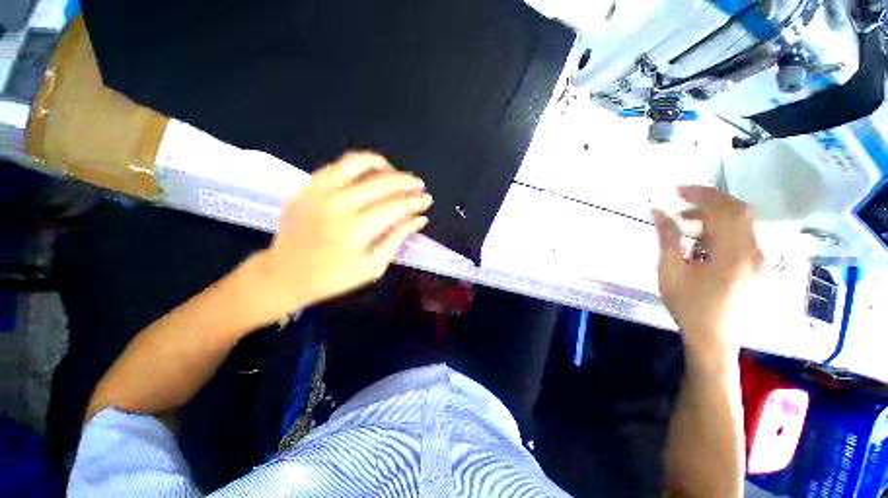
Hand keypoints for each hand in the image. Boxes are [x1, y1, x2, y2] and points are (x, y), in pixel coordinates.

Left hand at [236, 152, 431, 326]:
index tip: (427, 200)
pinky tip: (367, 172)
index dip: (415, 201)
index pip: (396, 206)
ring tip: (394, 172)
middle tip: (418, 185)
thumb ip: (397, 238)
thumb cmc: (334, 277)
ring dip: (382, 165)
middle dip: (407, 182)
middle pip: (382, 182)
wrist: (284, 274)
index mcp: (358, 229)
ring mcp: (321, 192)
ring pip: (357, 163)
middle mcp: (340, 204)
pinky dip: (356, 164)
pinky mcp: (307, 188)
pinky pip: (336, 166)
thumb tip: (420, 219)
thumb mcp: (373, 266)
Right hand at [653, 186, 762, 355]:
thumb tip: (659, 212)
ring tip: (687, 222)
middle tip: (682, 201)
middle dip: (710, 200)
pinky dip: (723, 228)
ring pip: (743, 223)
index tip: (677, 191)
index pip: (724, 210)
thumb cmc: (689, 306)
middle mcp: (753, 253)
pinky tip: (703, 240)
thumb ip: (668, 239)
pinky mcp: (757, 267)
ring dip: (715, 215)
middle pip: (739, 211)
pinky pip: (743, 236)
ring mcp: (759, 260)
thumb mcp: (670, 272)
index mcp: (733, 254)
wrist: (714, 339)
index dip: (701, 195)